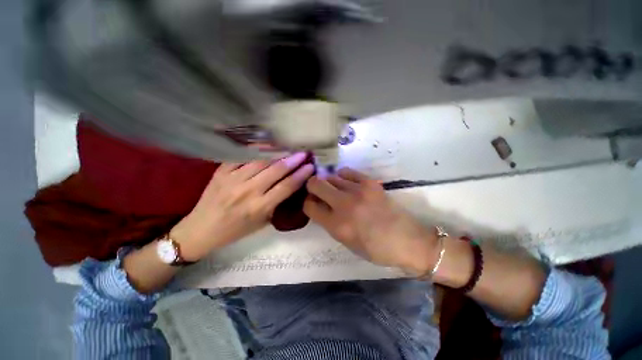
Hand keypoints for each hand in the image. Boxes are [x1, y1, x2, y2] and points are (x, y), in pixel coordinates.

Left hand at [171, 152, 313, 260]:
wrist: (201, 229)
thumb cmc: (235, 230)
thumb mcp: (262, 223)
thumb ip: (277, 204)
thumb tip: (291, 186)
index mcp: (259, 207)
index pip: (287, 186)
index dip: (301, 175)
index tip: (310, 166)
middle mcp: (248, 191)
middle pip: (276, 170)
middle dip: (293, 160)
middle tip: (304, 153)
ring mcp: (232, 179)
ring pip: (261, 160)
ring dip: (278, 153)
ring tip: (288, 147)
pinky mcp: (221, 171)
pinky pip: (242, 156)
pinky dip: (256, 150)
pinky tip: (266, 145)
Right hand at [303, 168, 438, 274]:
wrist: (407, 240)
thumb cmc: (375, 248)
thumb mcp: (346, 242)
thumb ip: (329, 222)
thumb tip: (319, 205)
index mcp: (337, 226)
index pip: (309, 206)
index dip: (307, 203)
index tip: (312, 203)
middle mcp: (344, 205)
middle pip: (315, 184)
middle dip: (312, 187)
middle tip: (318, 192)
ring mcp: (358, 191)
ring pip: (331, 176)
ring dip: (329, 183)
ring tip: (336, 190)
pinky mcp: (370, 182)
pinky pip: (346, 171)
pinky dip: (342, 176)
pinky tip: (346, 183)